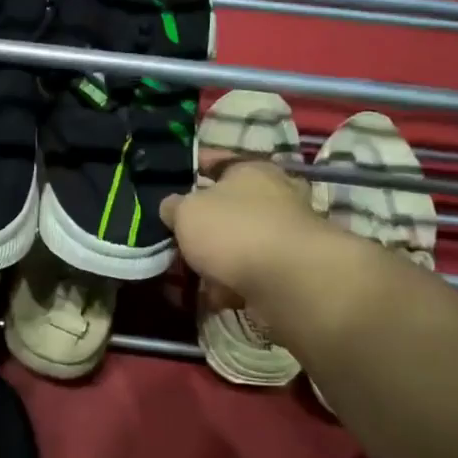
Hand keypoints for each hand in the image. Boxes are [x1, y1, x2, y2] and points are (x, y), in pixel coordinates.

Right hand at [159, 153, 326, 301]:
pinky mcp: (288, 272)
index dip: (191, 168)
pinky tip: (213, 297)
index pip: (216, 160)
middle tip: (175, 238)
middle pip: (227, 207)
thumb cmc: (234, 230)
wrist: (289, 282)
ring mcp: (284, 236)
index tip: (167, 181)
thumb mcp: (187, 211)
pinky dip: (231, 285)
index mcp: (251, 170)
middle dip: (201, 225)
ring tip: (189, 276)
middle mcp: (274, 197)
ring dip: (214, 261)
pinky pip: (248, 274)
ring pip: (237, 244)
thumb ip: (173, 206)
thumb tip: (172, 207)